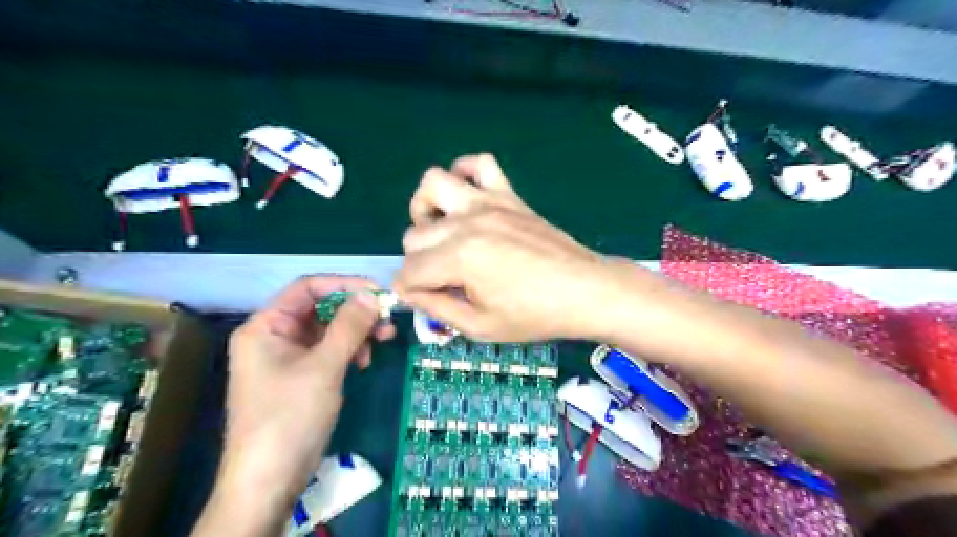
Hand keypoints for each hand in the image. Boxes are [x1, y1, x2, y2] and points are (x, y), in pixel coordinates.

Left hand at [219, 276, 394, 507]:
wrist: (270, 480)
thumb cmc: (290, 416)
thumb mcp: (324, 366)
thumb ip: (349, 326)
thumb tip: (372, 295)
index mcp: (266, 326)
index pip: (308, 288)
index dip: (344, 285)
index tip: (379, 292)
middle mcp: (275, 336)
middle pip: (321, 309)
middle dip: (356, 313)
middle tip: (387, 320)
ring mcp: (288, 357)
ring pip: (329, 330)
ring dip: (357, 333)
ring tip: (382, 342)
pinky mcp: (301, 376)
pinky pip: (329, 351)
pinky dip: (349, 352)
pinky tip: (364, 363)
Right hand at [392, 154, 616, 341]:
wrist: (584, 291)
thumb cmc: (534, 315)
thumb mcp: (480, 327)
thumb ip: (437, 309)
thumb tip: (410, 292)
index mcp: (458, 258)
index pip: (409, 271)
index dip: (409, 291)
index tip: (425, 301)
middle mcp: (466, 222)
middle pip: (414, 235)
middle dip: (419, 262)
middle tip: (444, 280)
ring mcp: (488, 203)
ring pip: (432, 184)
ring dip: (426, 209)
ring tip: (443, 232)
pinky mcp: (508, 195)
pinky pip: (480, 163)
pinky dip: (466, 173)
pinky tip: (468, 198)